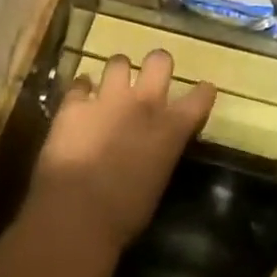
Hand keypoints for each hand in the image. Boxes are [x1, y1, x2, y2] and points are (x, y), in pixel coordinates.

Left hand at [28, 53, 215, 251]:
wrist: (75, 215)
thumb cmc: (124, 214)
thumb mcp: (157, 182)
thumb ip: (161, 153)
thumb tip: (157, 148)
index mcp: (170, 129)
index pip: (200, 97)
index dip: (202, 92)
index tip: (203, 91)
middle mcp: (143, 104)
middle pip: (159, 61)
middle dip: (158, 64)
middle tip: (152, 77)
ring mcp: (106, 100)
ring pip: (118, 62)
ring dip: (118, 73)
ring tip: (113, 85)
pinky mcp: (73, 106)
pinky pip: (79, 84)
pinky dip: (81, 90)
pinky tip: (80, 99)